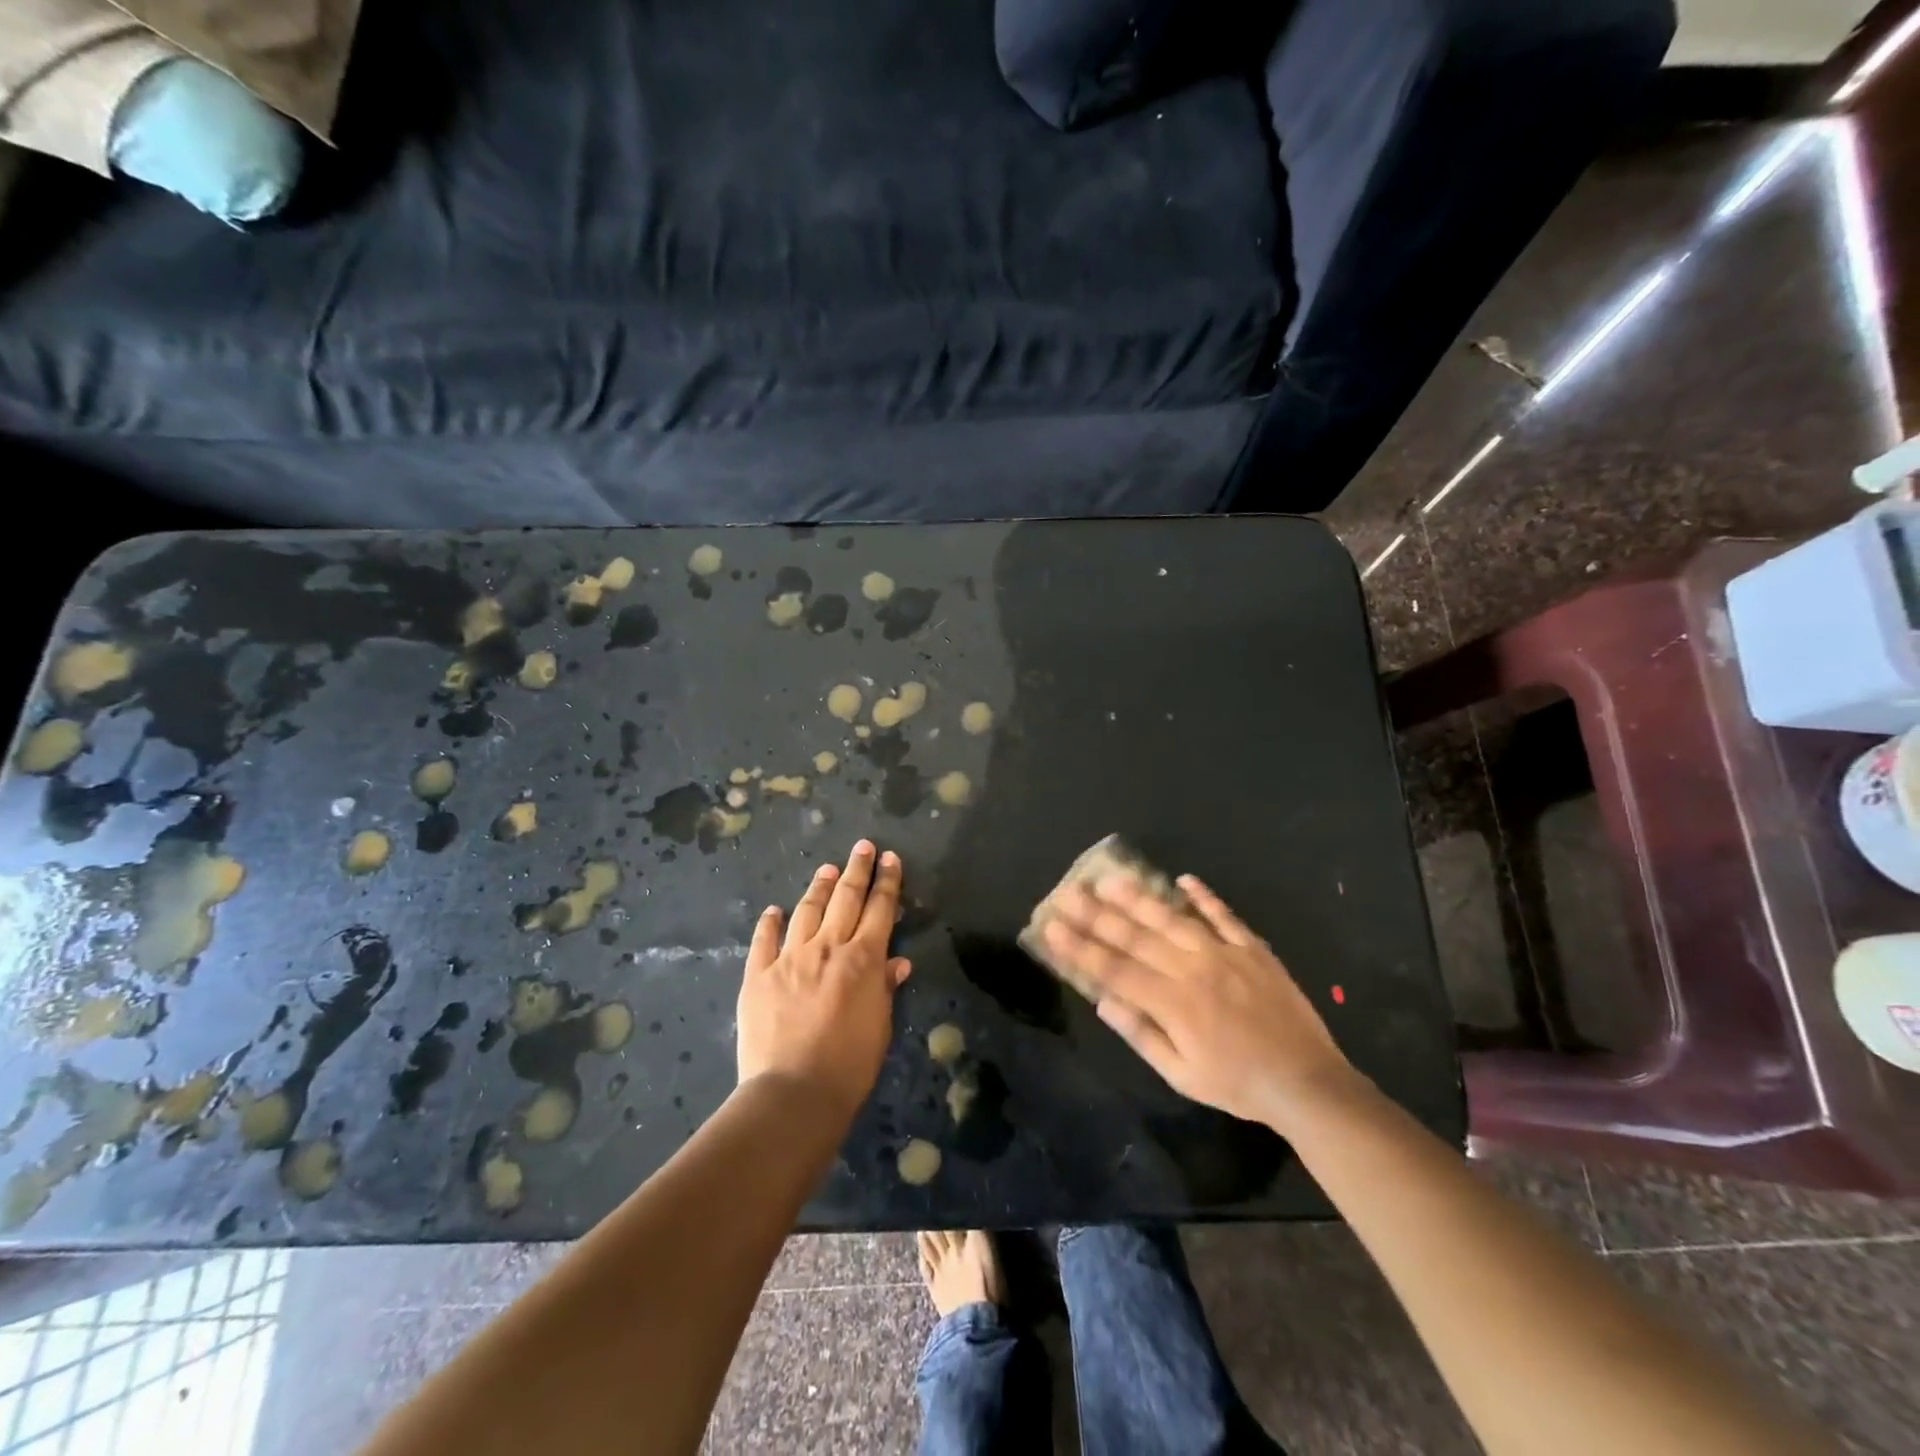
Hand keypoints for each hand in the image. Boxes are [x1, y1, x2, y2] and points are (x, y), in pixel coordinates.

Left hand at [737, 840, 911, 1119]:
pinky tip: (774, 910)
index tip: (890, 858)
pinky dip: (770, 922)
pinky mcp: (759, 975)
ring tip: (827, 869)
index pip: (880, 909)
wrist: (794, 1091)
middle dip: (857, 869)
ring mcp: (789, 958)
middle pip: (845, 898)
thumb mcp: (880, 1026)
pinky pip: (764, 940)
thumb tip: (897, 961)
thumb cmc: (849, 1065)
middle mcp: (827, 947)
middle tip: (863, 846)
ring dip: (819, 887)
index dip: (887, 881)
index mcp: (863, 959)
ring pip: (807, 911)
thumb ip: (885, 988)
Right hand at [1041, 873, 1359, 1132]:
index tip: (1051, 927)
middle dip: (1097, 914)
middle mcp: (1193, 969)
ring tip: (1111, 877)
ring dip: (1139, 897)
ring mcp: (1225, 954)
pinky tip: (1183, 879)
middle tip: (1068, 892)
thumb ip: (1141, 1035)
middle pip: (1136, 936)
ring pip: (1173, 918)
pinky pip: (1223, 916)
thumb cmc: (1237, 1085)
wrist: (1307, 1082)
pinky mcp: (1252, 949)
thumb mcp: (1182, 1075)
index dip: (1080, 948)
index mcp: (1173, 1003)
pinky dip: (1203, 897)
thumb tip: (1102, 1001)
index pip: (1114, 969)